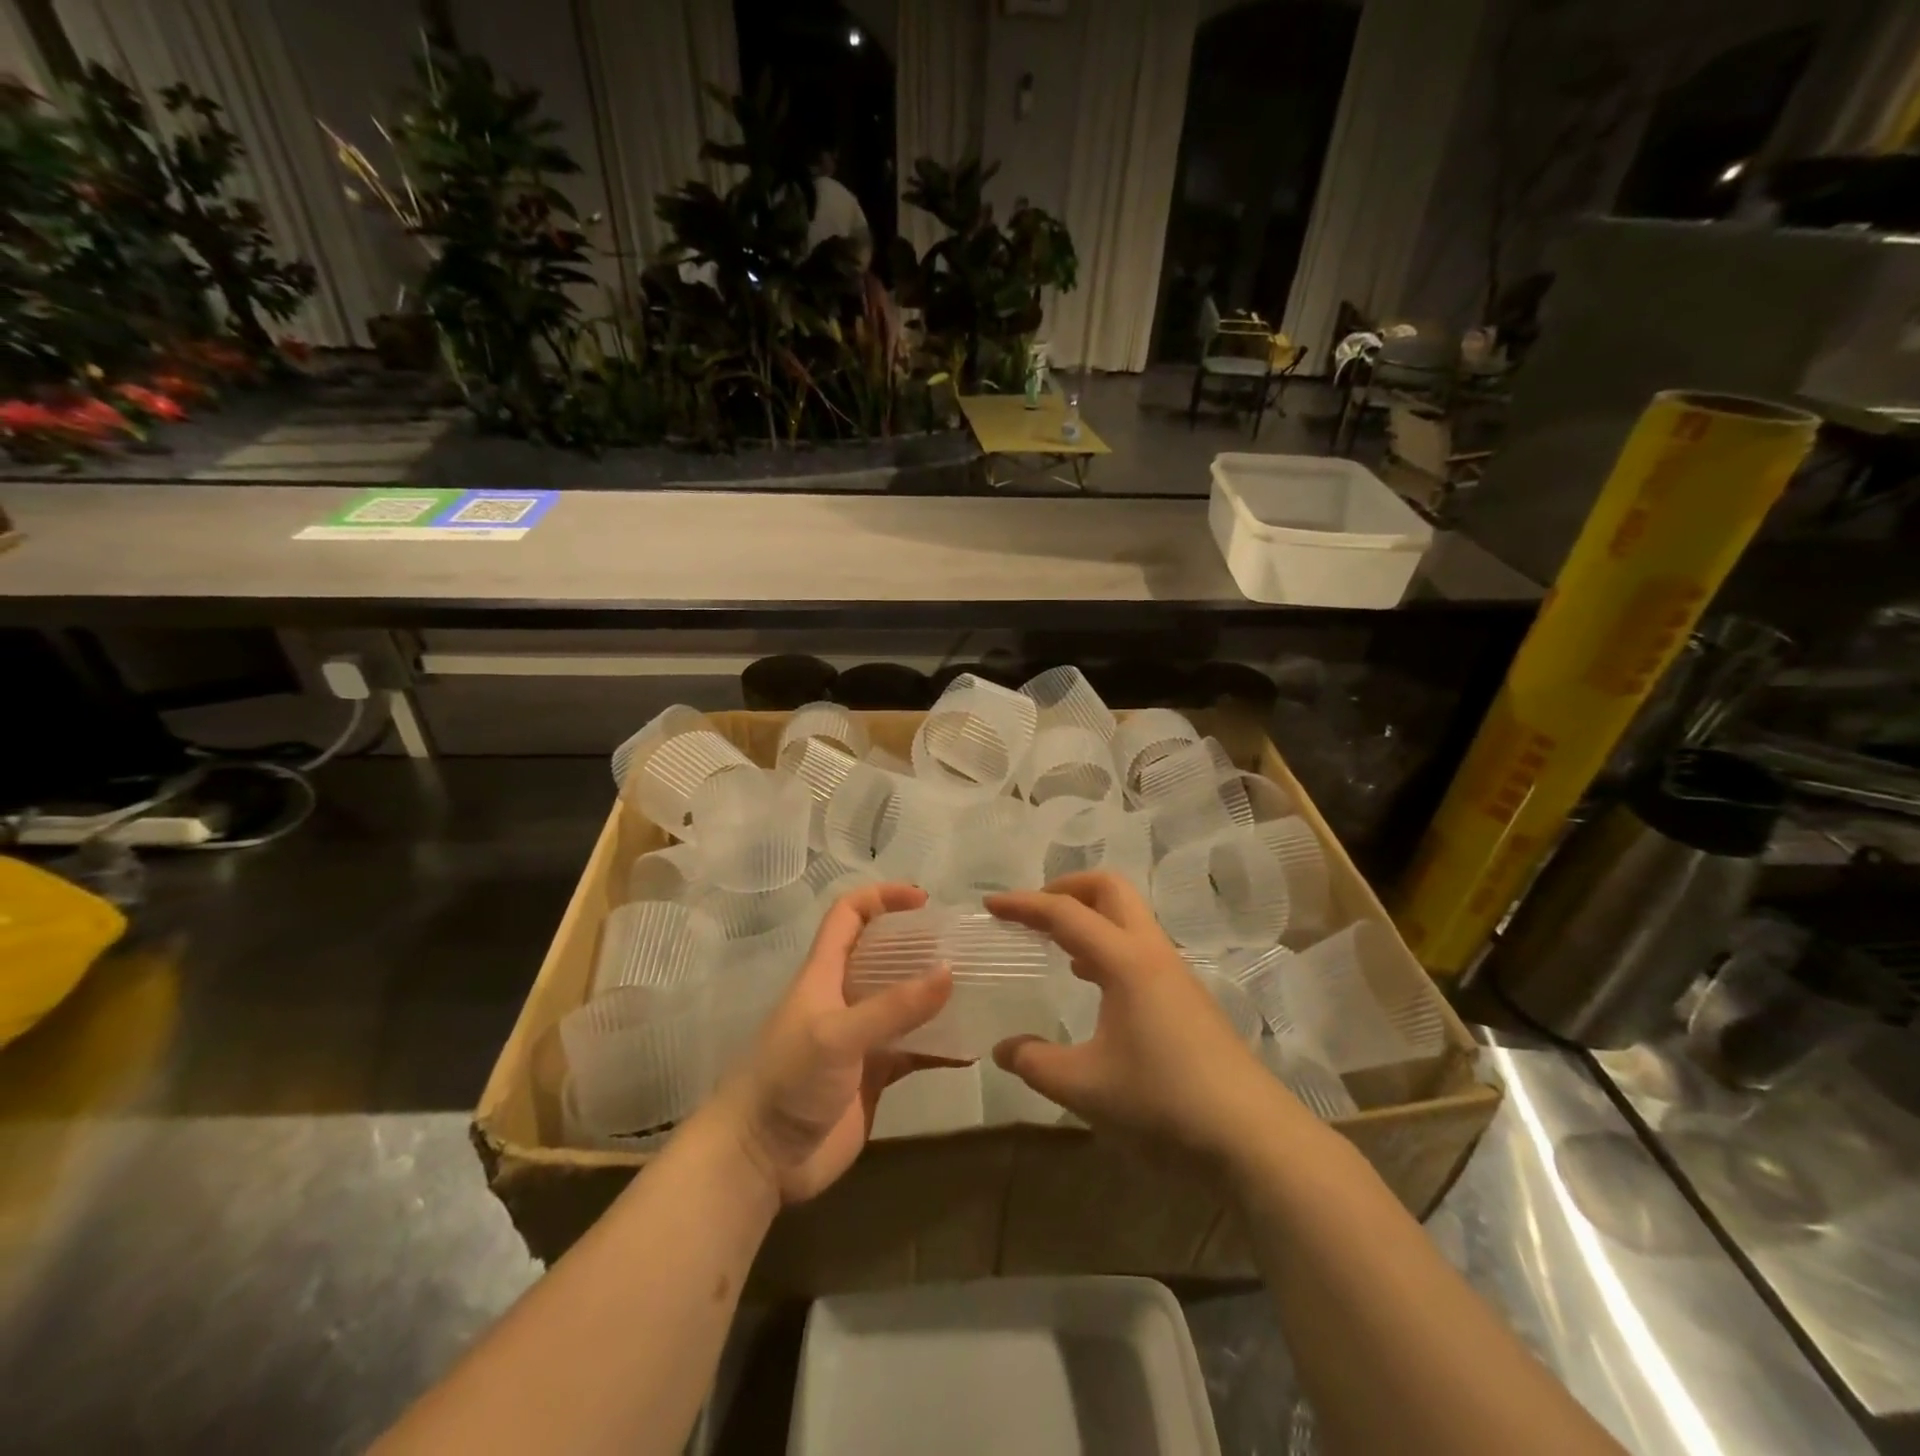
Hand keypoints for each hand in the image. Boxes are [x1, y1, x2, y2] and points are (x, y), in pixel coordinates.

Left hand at [706, 883, 951, 1204]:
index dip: (882, 898)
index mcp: (825, 973)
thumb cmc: (788, 1081)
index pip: (849, 915)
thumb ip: (893, 1007)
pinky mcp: (872, 1077)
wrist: (759, 1160)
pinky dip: (940, 1048)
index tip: (923, 900)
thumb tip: (949, 972)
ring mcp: (860, 1039)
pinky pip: (913, 1052)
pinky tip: (971, 1051)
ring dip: (935, 997)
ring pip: (903, 1004)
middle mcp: (844, 997)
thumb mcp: (838, 1035)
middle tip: (963, 946)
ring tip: (978, 990)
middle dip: (920, 945)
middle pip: (884, 955)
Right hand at [986, 873, 1295, 1166]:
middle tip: (1032, 911)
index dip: (1024, 904)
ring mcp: (1175, 973)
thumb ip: (1035, 1063)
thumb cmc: (1163, 1102)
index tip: (990, 905)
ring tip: (1054, 943)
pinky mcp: (1187, 997)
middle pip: (1110, 889)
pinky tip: (1092, 982)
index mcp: (1125, 961)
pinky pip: (1139, 948)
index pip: (1066, 913)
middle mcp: (1152, 953)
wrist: (1252, 1138)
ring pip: (1129, 918)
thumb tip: (1002, 1049)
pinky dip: (1107, 946)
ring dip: (1089, 916)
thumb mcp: (1085, 1088)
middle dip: (1067, 887)